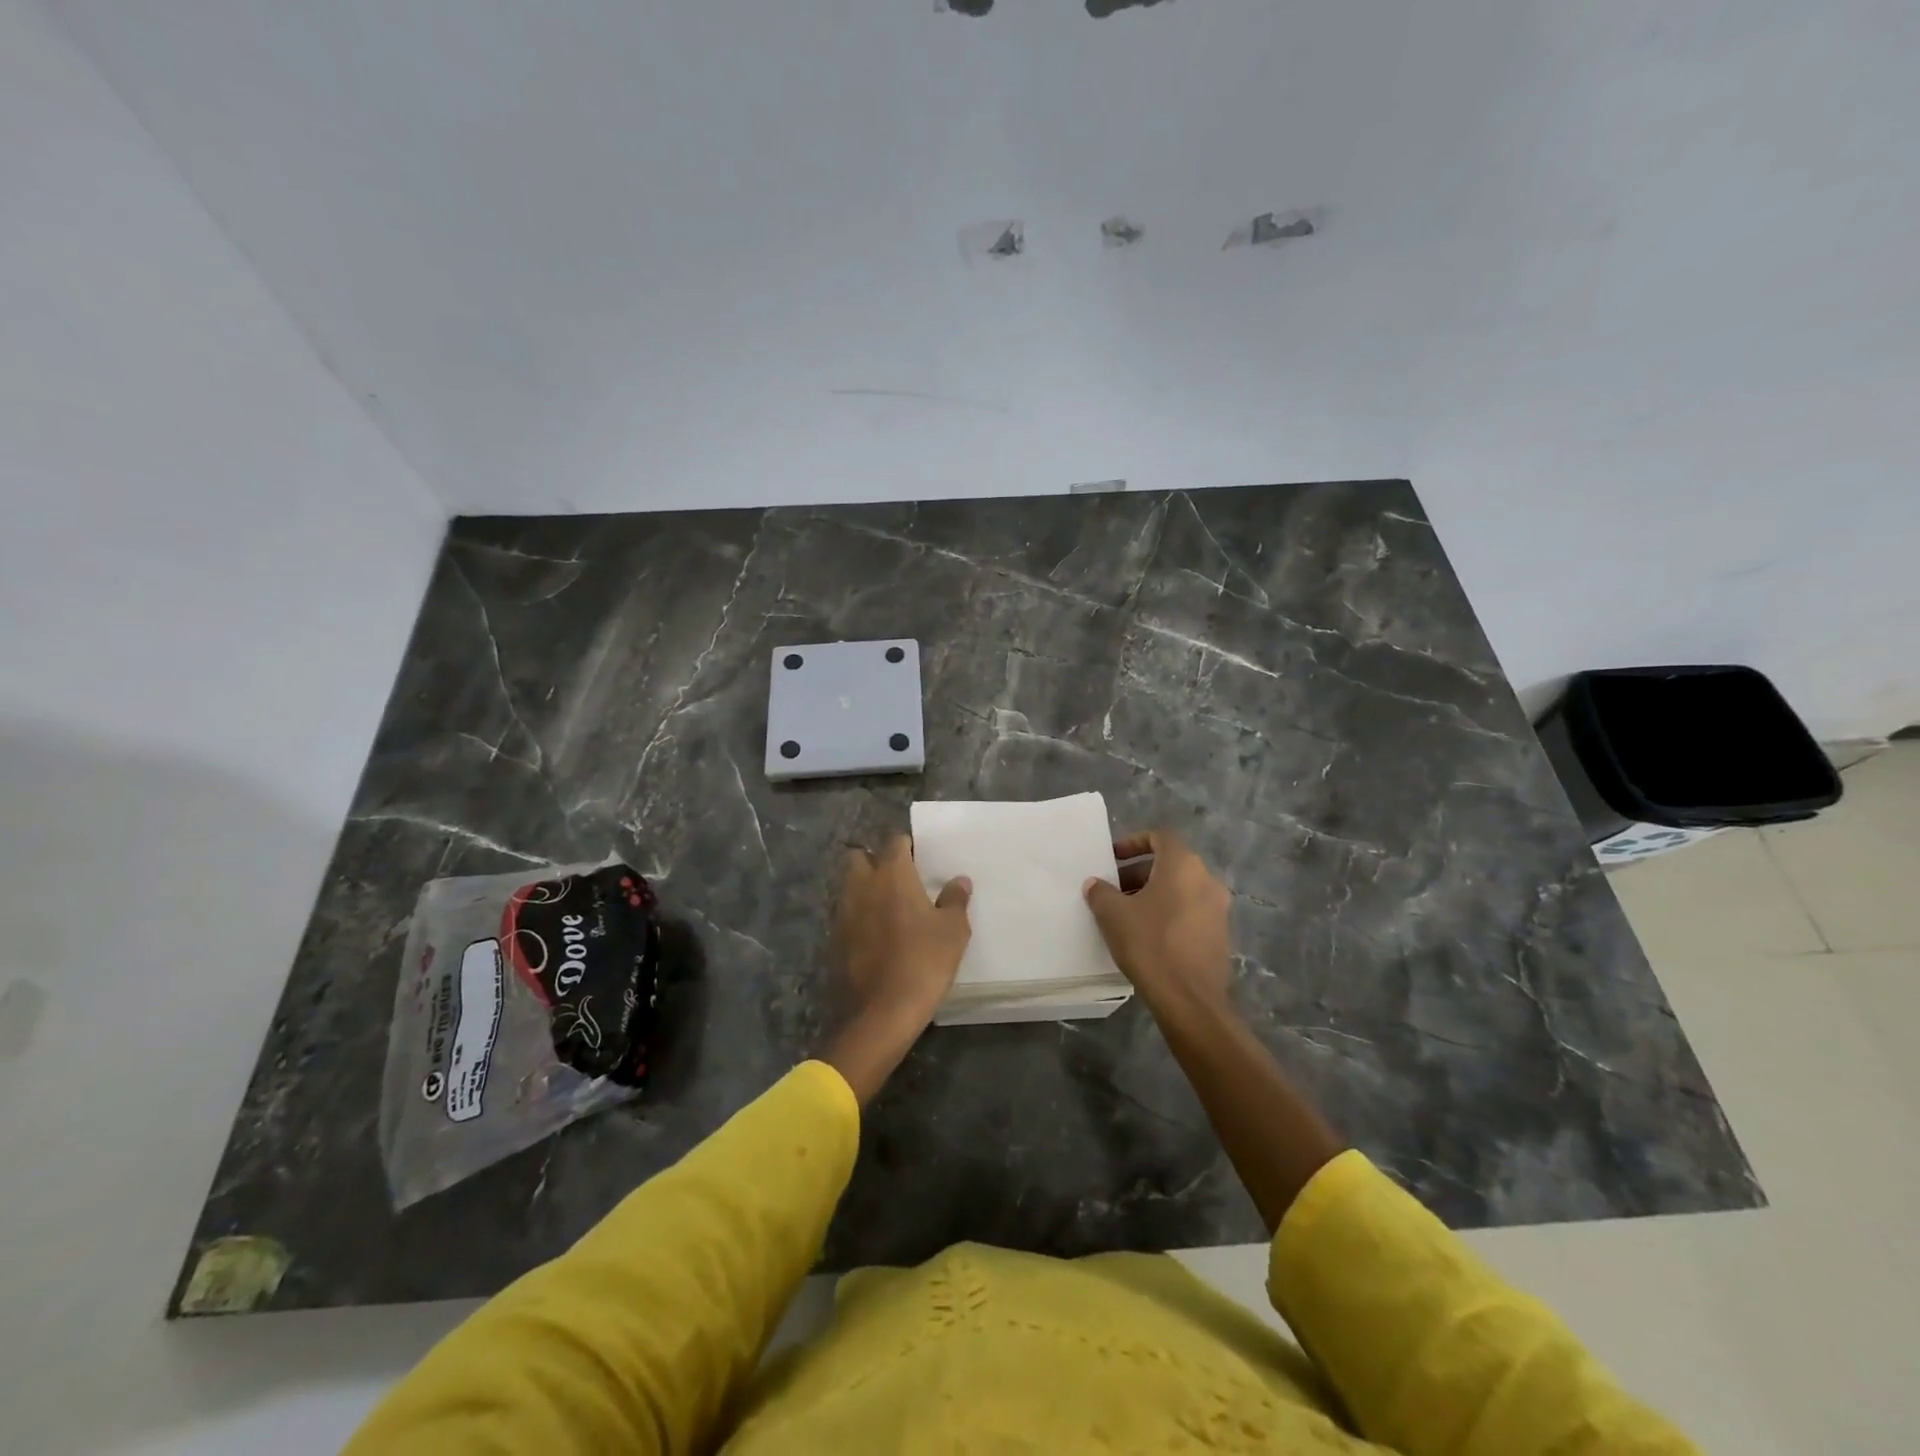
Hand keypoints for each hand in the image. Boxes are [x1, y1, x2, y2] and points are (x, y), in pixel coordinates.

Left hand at [820, 836, 971, 1104]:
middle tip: (898, 880)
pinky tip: (876, 936)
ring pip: (849, 886)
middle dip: (874, 861)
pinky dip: (858, 918)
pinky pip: (845, 915)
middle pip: (859, 857)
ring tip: (889, 909)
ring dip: (864, 890)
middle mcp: (861, 885)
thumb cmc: (923, 962)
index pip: (895, 841)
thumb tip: (959, 881)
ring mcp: (842, 912)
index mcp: (891, 874)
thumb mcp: (953, 931)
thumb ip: (955, 900)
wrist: (879, 1014)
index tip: (921, 859)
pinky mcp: (833, 939)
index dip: (908, 846)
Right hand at [1083, 829, 1231, 1012]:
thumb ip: (1101, 892)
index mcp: (1183, 865)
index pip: (1160, 837)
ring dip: (1153, 894)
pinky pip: (1191, 911)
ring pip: (1181, 889)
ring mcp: (1218, 908)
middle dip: (1138, 873)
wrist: (1189, 1000)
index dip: (1133, 842)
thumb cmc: (1150, 944)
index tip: (1112, 859)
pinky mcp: (1220, 934)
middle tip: (1113, 890)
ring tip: (1126, 914)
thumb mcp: (1113, 914)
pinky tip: (1148, 935)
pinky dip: (1169, 912)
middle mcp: (1207, 879)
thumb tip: (1096, 885)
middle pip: (1170, 863)